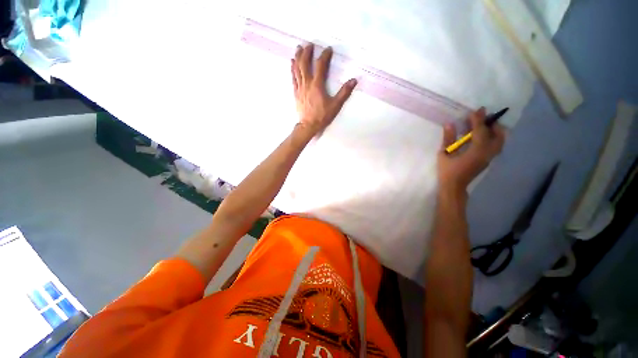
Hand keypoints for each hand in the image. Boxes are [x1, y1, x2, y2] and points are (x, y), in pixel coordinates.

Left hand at [291, 44, 357, 135]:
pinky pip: (293, 78)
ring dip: (298, 57)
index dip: (325, 55)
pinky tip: (292, 63)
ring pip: (297, 69)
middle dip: (307, 52)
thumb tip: (354, 80)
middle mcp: (307, 83)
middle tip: (310, 44)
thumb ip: (344, 92)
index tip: (328, 49)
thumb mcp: (335, 105)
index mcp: (317, 85)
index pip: (320, 65)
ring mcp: (300, 87)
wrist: (308, 125)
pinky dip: (292, 69)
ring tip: (298, 48)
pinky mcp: (296, 92)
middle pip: (305, 63)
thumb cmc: (322, 116)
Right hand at [438, 108, 505, 193]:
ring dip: (495, 131)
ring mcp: (489, 157)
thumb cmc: (447, 171)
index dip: (478, 120)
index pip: (480, 131)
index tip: (476, 110)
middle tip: (483, 118)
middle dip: (492, 124)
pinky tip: (484, 137)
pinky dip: (493, 138)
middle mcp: (487, 153)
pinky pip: (496, 146)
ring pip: (500, 141)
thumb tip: (449, 124)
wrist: (454, 186)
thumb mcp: (444, 154)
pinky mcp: (488, 160)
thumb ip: (448, 139)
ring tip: (485, 126)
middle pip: (498, 134)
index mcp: (476, 151)